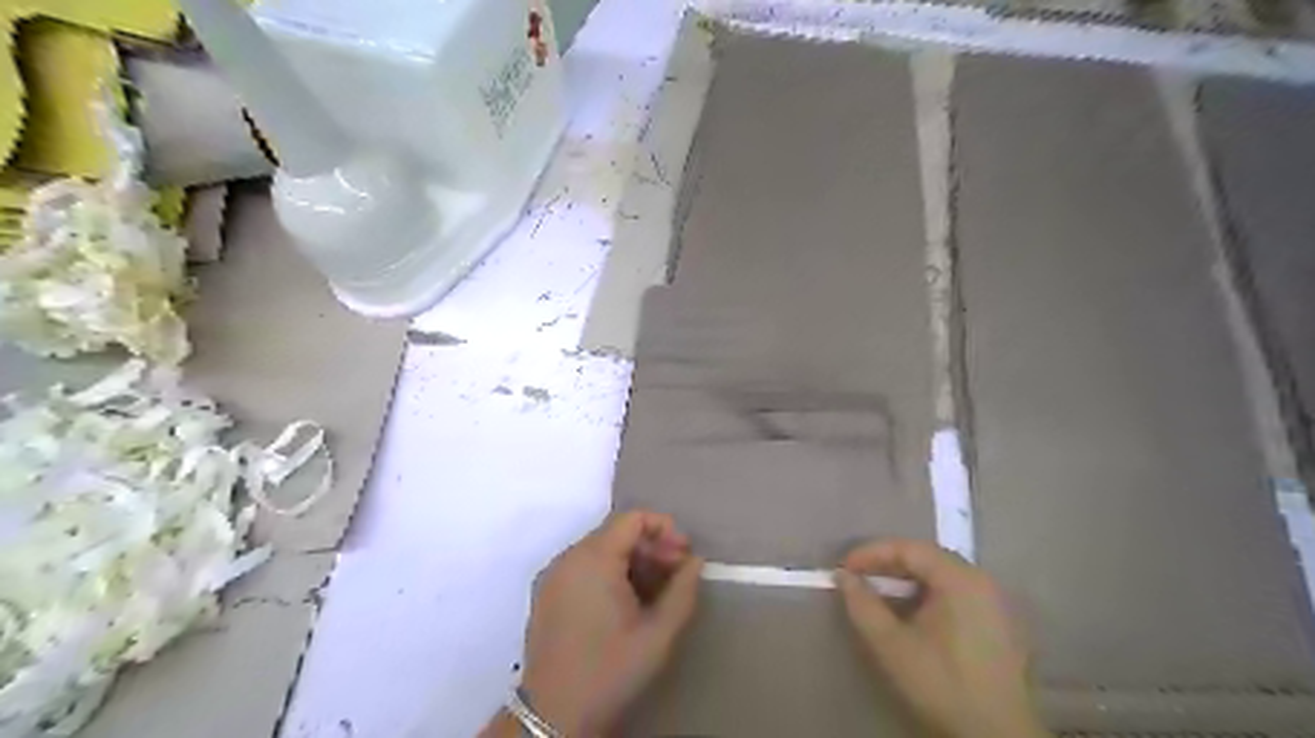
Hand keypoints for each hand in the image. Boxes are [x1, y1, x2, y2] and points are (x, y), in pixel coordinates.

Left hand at [513, 509, 704, 734]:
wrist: (554, 716)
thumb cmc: (610, 670)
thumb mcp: (658, 633)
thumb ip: (683, 590)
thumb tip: (696, 561)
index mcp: (593, 558)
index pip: (633, 518)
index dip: (664, 529)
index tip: (684, 555)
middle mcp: (568, 557)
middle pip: (616, 533)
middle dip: (651, 547)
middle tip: (676, 574)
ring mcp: (553, 575)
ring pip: (600, 550)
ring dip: (632, 562)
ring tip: (655, 592)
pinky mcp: (546, 594)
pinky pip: (583, 567)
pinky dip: (609, 574)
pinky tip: (626, 603)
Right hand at [830, 535, 1048, 737]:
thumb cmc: (941, 684)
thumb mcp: (891, 645)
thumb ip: (862, 605)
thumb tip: (843, 577)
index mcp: (960, 579)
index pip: (909, 548)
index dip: (872, 553)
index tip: (843, 569)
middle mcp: (982, 580)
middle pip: (927, 557)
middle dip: (888, 563)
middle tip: (858, 577)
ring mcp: (996, 601)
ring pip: (942, 574)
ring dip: (907, 579)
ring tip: (879, 592)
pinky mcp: (999, 622)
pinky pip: (957, 591)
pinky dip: (928, 593)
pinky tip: (911, 611)